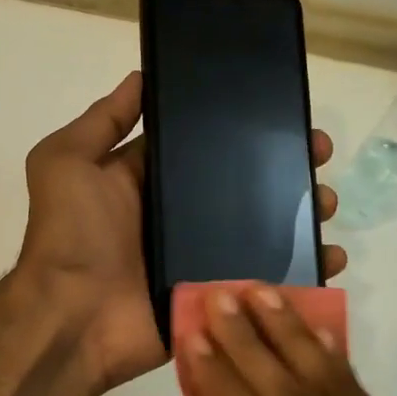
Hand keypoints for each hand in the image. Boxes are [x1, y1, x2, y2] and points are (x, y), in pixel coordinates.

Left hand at [15, 72, 345, 394]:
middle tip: (319, 156)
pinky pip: (266, 278)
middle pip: (245, 185)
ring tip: (328, 204)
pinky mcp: (218, 294)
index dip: (243, 129)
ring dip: (302, 215)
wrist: (72, 319)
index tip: (285, 113)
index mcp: (150, 180)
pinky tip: (329, 257)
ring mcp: (202, 257)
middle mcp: (179, 215)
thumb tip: (141, 76)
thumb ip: (103, 121)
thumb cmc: (70, 234)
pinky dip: (301, 270)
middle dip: (286, 168)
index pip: (205, 145)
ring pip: (264, 230)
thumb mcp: (66, 161)